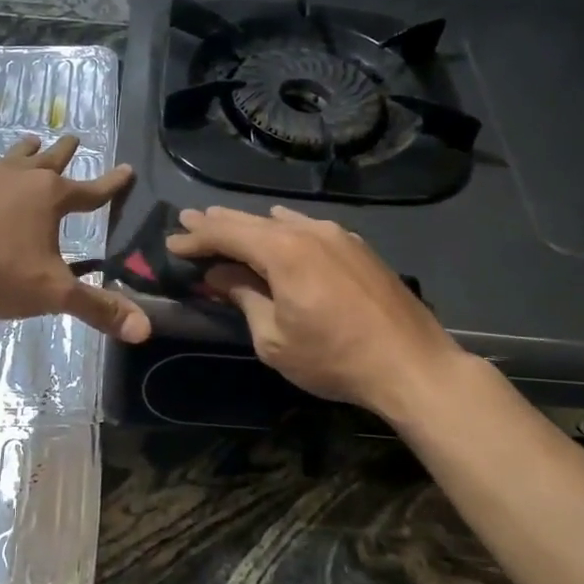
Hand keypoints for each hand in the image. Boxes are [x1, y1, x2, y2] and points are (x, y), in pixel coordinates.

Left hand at [0, 135, 150, 342]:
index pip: (91, 190)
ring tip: (31, 140)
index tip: (126, 168)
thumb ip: (97, 308)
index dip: (112, 183)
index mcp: (49, 198)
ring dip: (25, 151)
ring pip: (11, 159)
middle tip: (75, 137)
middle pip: (49, 161)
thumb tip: (144, 329)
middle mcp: (19, 179)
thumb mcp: (52, 293)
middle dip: (65, 152)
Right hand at [166, 205, 467, 419]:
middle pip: (252, 221)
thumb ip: (244, 298)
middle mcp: (309, 231)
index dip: (196, 237)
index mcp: (283, 250)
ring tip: (225, 223)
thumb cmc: (334, 359)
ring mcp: (338, 235)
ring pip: (282, 222)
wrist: (411, 364)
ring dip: (251, 225)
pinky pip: (309, 228)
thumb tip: (220, 276)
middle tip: (188, 220)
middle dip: (217, 223)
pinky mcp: (358, 247)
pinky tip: (279, 228)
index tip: (172, 241)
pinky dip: (283, 230)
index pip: (227, 233)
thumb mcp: (274, 338)